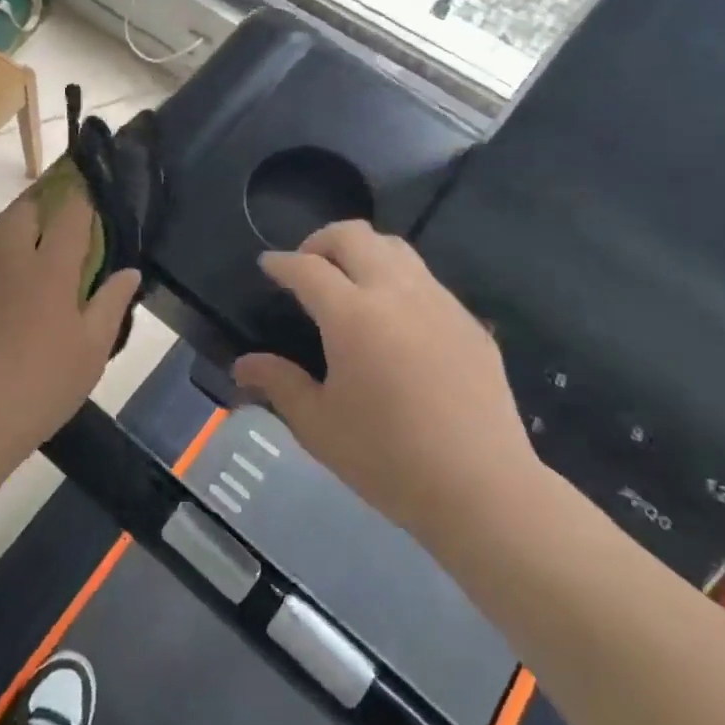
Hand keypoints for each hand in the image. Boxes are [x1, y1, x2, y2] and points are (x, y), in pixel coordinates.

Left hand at [0, 192, 140, 467]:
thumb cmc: (37, 387)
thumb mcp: (90, 354)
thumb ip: (110, 305)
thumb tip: (130, 272)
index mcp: (49, 267)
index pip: (71, 214)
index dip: (81, 205)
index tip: (86, 209)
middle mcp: (4, 254)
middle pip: (22, 211)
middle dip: (39, 215)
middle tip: (48, 243)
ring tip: (7, 269)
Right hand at [233, 221, 538, 533]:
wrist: (481, 488)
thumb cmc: (387, 457)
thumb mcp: (317, 424)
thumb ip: (278, 383)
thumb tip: (243, 366)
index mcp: (353, 316)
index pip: (307, 268)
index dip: (281, 263)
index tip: (268, 265)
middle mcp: (396, 294)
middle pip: (354, 236)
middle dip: (321, 241)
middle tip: (307, 267)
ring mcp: (439, 303)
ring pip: (396, 248)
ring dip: (363, 252)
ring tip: (348, 283)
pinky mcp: (468, 322)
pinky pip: (426, 280)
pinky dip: (397, 279)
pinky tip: (392, 319)